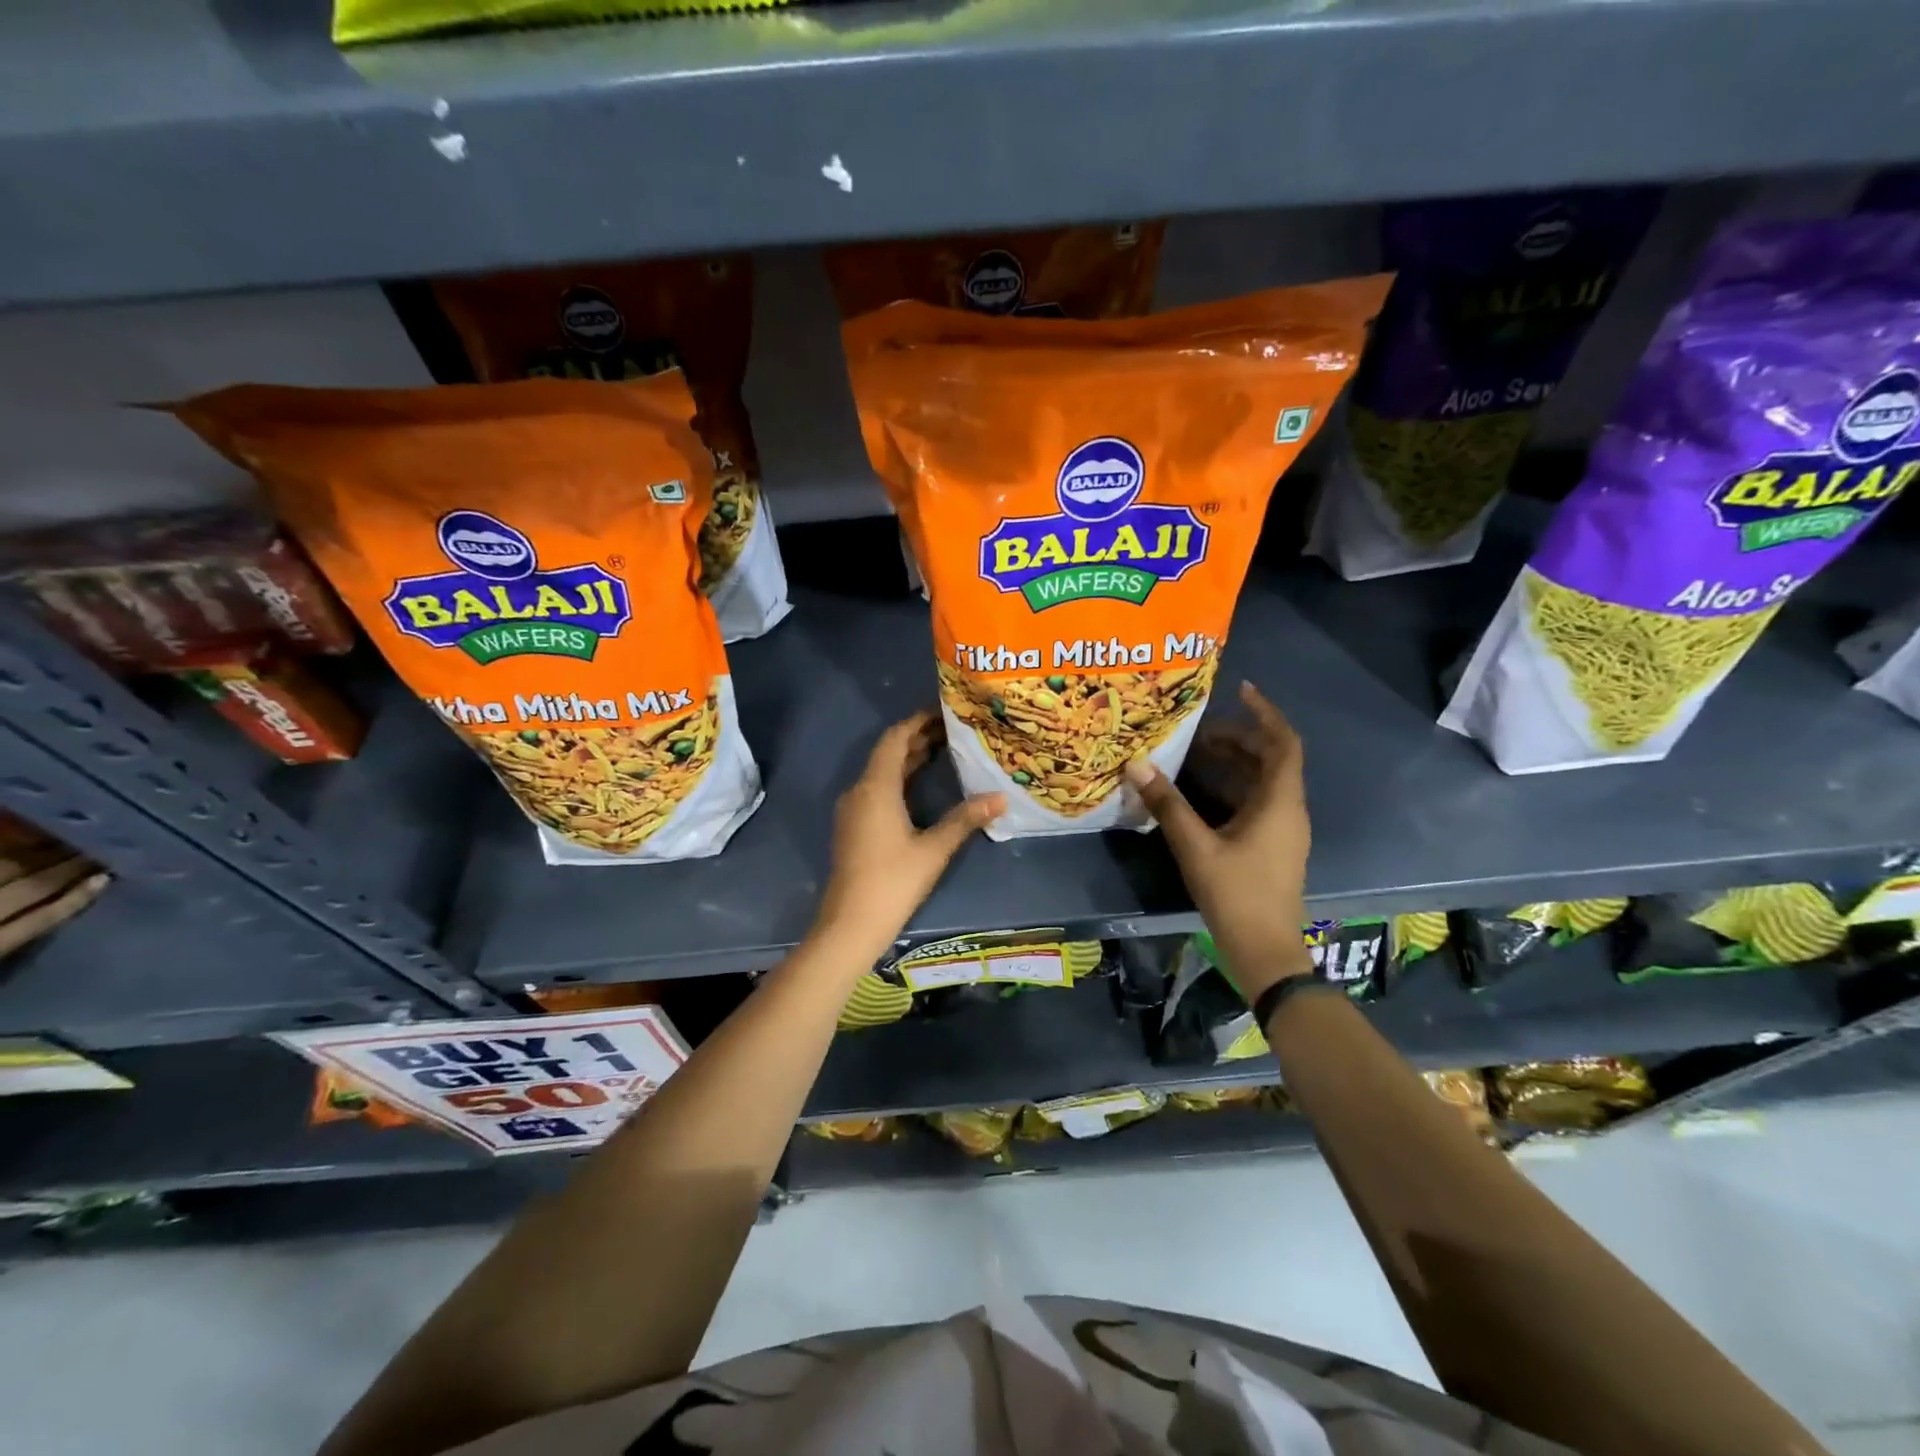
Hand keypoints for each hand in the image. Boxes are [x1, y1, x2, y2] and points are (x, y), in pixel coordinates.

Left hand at [814, 712, 1004, 967]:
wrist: (850, 924)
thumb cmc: (893, 882)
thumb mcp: (934, 849)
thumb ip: (965, 819)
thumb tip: (1001, 797)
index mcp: (875, 788)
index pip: (895, 739)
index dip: (918, 722)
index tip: (944, 712)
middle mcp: (860, 791)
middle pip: (888, 753)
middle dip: (918, 739)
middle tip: (953, 731)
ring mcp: (854, 810)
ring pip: (882, 773)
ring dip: (909, 760)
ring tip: (944, 751)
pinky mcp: (855, 827)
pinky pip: (877, 790)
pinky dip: (900, 780)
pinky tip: (922, 786)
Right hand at [1123, 681, 1312, 1000]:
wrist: (1265, 950)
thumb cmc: (1236, 894)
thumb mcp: (1195, 846)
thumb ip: (1167, 804)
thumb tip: (1137, 764)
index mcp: (1280, 802)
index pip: (1283, 742)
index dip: (1265, 713)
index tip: (1241, 690)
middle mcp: (1288, 809)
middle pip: (1271, 759)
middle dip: (1238, 738)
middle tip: (1199, 730)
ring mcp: (1283, 830)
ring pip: (1263, 782)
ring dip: (1234, 763)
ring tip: (1195, 754)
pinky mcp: (1273, 846)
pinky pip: (1257, 802)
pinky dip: (1232, 787)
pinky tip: (1200, 792)